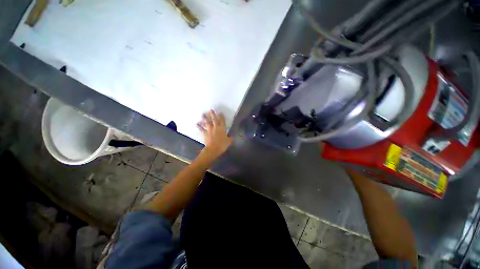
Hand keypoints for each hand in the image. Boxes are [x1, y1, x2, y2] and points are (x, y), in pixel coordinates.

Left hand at [197, 110, 232, 157]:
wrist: (213, 149)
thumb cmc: (222, 145)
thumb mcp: (229, 141)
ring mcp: (209, 130)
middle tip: (210, 110)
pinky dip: (199, 126)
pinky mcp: (205, 133)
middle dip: (212, 114)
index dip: (221, 116)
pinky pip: (201, 129)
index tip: (220, 113)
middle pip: (214, 119)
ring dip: (205, 118)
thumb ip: (230, 138)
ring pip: (207, 122)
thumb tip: (231, 136)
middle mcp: (215, 127)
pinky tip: (196, 124)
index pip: (222, 121)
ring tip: (203, 114)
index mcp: (222, 128)